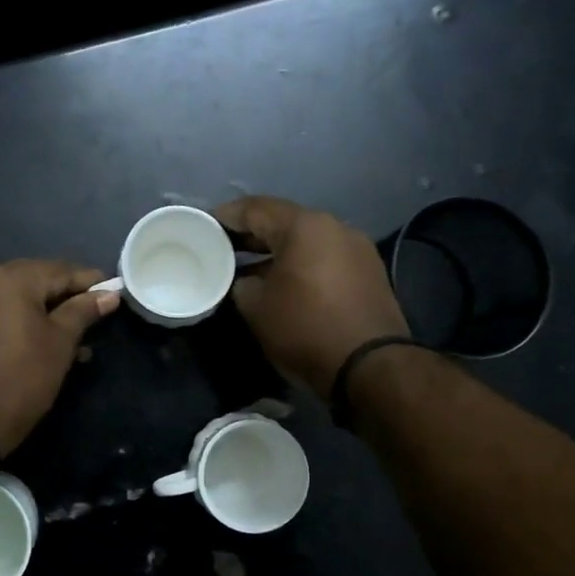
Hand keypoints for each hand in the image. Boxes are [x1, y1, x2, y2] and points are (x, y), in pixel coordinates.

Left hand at [0, 259, 119, 453]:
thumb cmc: (23, 378)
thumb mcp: (61, 342)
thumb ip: (84, 311)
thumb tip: (109, 295)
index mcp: (7, 278)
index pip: (59, 271)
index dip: (89, 281)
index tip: (112, 290)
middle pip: (33, 281)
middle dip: (64, 297)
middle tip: (93, 314)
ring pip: (13, 300)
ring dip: (42, 314)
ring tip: (72, 339)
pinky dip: (17, 323)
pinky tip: (39, 343)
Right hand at [214, 196, 408, 397]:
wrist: (369, 366)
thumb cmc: (305, 329)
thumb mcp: (256, 308)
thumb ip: (241, 285)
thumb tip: (244, 282)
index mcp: (304, 226)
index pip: (255, 209)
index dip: (226, 216)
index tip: (205, 226)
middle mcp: (335, 227)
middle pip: (284, 221)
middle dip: (252, 234)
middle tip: (223, 247)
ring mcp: (357, 249)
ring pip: (307, 241)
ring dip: (278, 251)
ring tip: (250, 269)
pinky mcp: (369, 273)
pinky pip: (325, 258)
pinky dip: (301, 264)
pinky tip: (284, 283)